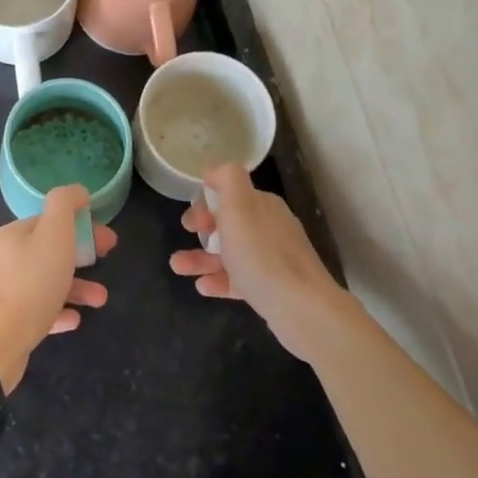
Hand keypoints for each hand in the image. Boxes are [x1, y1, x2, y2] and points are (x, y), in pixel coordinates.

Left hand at [0, 185, 115, 392]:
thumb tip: (77, 191)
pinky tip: (75, 320)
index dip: (81, 226)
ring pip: (45, 282)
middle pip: (48, 251)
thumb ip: (65, 205)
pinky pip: (37, 310)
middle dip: (81, 255)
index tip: (107, 239)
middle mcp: (3, 258)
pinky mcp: (4, 321)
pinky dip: (58, 311)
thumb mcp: (54, 234)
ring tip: (100, 300)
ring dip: (75, 287)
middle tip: (107, 260)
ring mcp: (1, 291)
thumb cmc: (31, 283)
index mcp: (12, 234)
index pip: (50, 221)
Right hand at [169, 163, 357, 365]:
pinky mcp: (272, 288)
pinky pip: (239, 280)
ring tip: (176, 266)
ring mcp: (272, 260)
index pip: (230, 194)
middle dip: (202, 228)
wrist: (301, 308)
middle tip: (186, 235)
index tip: (191, 219)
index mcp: (263, 206)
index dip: (206, 202)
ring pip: (230, 253)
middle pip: (229, 223)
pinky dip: (219, 280)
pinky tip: (202, 287)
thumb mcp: (239, 206)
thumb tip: (214, 168)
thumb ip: (227, 179)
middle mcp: (270, 228)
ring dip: (201, 257)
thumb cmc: (262, 254)